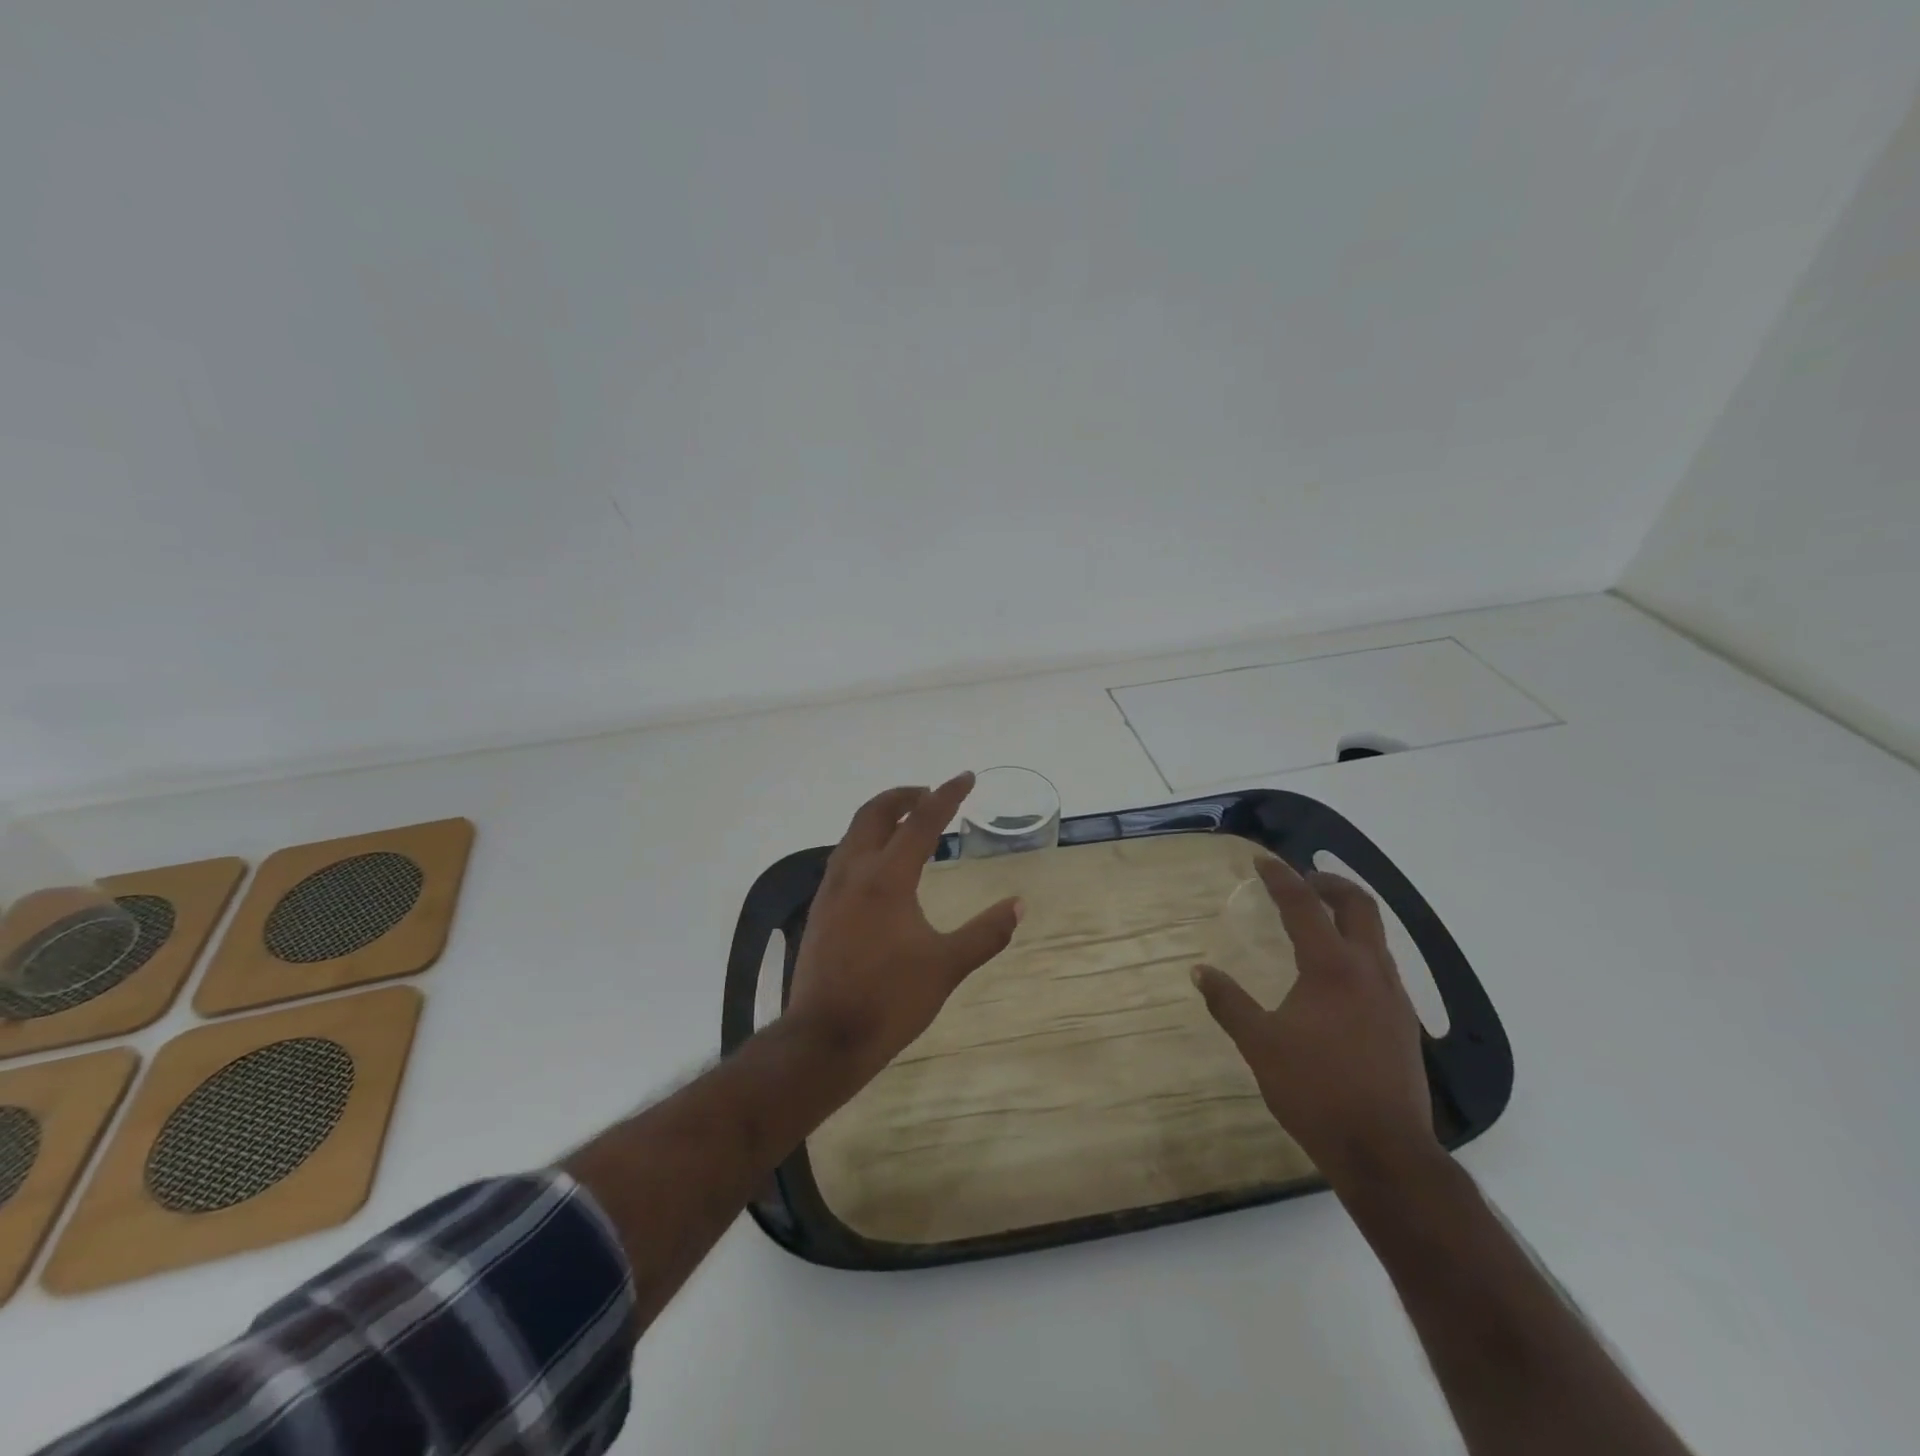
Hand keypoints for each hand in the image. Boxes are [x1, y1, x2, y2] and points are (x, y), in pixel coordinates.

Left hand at [785, 774, 1022, 1076]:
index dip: (946, 796)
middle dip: (905, 796)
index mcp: (887, 879)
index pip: (921, 822)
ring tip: (909, 825)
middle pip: (875, 814)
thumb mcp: (946, 967)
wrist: (824, 1039)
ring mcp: (831, 891)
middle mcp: (854, 873)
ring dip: (882, 818)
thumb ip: (985, 933)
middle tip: (931, 795)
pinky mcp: (820, 910)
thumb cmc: (889, 1000)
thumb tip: (1018, 905)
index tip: (966, 777)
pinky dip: (867, 843)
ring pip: (854, 834)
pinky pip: (844, 857)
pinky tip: (880, 867)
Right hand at [1193, 858, 1438, 1189]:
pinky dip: (1359, 949)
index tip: (1262, 860)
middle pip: (1358, 906)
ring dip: (1348, 916)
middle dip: (1329, 884)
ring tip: (1318, 922)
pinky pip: (1382, 966)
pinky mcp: (1404, 1023)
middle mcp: (1369, 971)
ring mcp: (1394, 997)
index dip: (1281, 878)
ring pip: (1376, 936)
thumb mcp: (1260, 1045)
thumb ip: (1228, 1003)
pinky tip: (1338, 977)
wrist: (1385, 1151)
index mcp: (1331, 968)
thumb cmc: (1315, 1091)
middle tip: (1301, 881)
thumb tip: (1200, 971)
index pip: (1304, 906)